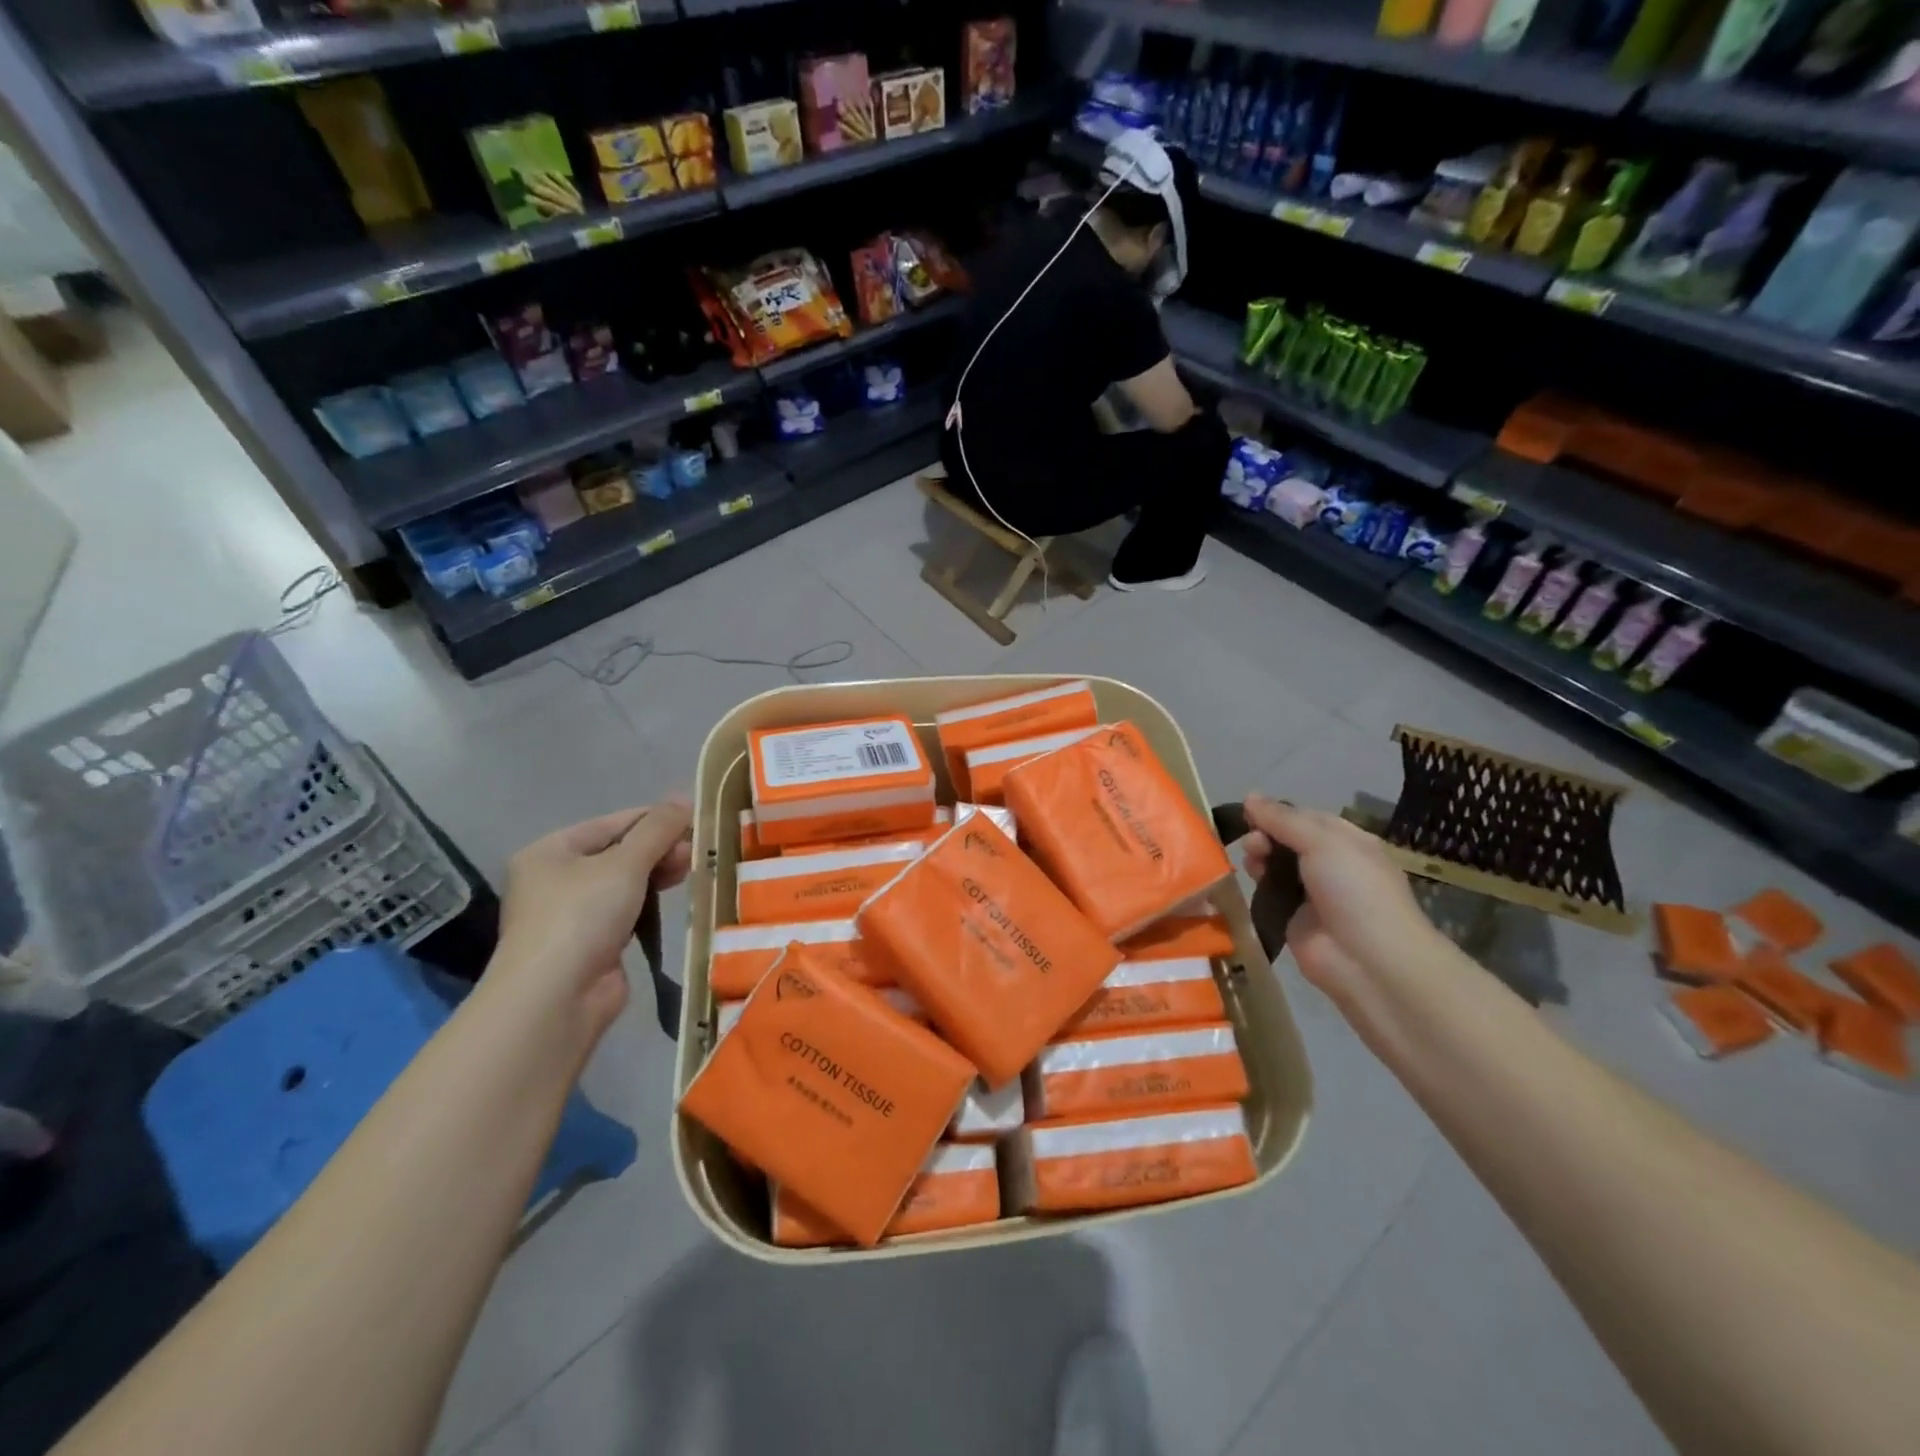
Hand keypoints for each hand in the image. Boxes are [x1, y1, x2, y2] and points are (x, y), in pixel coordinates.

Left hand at [491, 799, 692, 1037]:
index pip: (613, 823)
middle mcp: (555, 879)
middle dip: (659, 850)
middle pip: (619, 852)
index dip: (655, 820)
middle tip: (695, 853)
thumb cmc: (582, 915)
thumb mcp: (625, 862)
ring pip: (625, 883)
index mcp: (551, 851)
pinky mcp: (591, 944)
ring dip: (657, 876)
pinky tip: (672, 903)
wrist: (556, 997)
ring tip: (691, 873)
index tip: (696, 822)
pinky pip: (626, 912)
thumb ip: (658, 829)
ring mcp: (572, 915)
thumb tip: (685, 798)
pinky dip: (649, 905)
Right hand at [1240, 794, 1443, 1013]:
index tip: (1250, 810)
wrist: (1368, 959)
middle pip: (1287, 840)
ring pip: (1275, 865)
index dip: (1278, 812)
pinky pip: (1270, 894)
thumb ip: (1283, 820)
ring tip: (1251, 859)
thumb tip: (1249, 796)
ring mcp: (1311, 894)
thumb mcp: (1322, 842)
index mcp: (1348, 842)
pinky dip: (1257, 884)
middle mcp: (1330, 865)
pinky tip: (1247, 878)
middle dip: (1266, 835)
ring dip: (1259, 856)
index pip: (1306, 818)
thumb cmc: (1354, 889)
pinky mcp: (1293, 919)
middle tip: (1253, 843)